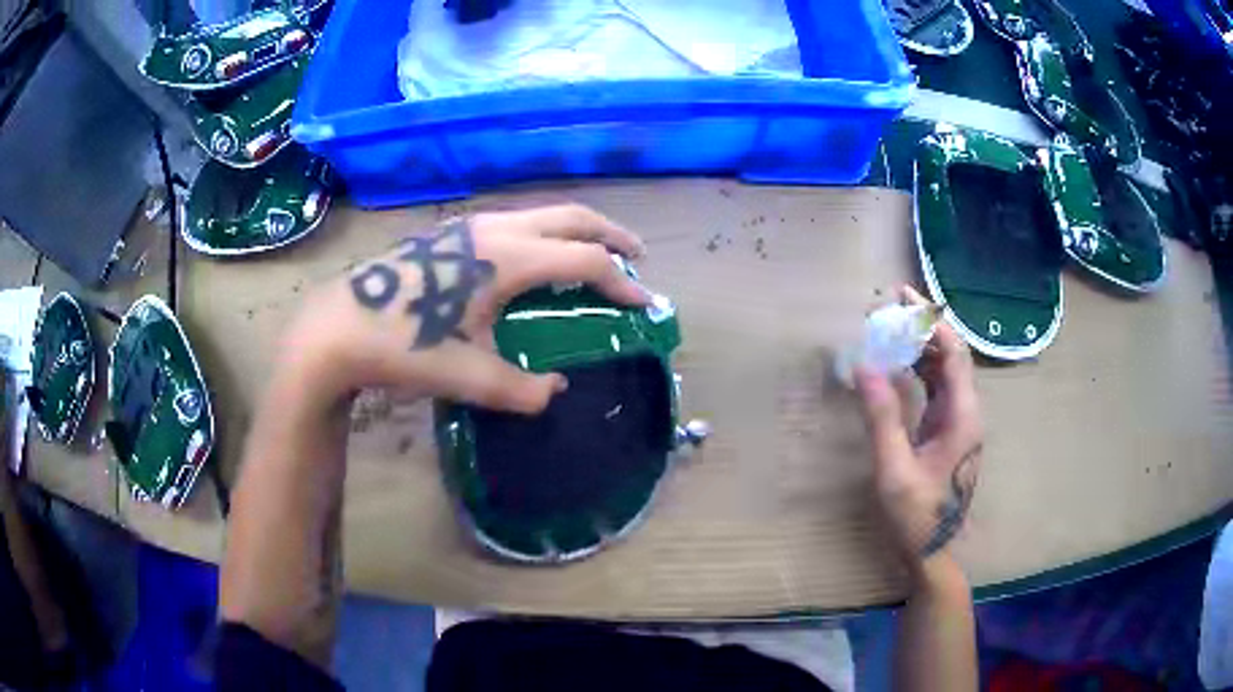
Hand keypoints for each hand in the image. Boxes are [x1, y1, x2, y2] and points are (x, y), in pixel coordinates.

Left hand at [283, 204, 649, 414]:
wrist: (337, 326)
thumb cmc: (403, 346)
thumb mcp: (468, 377)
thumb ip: (520, 390)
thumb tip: (554, 391)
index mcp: (507, 259)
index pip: (584, 261)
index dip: (621, 283)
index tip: (643, 304)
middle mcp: (494, 230)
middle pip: (571, 217)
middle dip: (610, 234)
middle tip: (636, 255)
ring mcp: (469, 227)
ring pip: (540, 214)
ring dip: (575, 231)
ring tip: (592, 254)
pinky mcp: (449, 234)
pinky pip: (515, 222)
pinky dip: (544, 234)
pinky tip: (535, 260)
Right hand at [855, 286, 982, 577]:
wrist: (933, 550)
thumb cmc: (916, 514)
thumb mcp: (894, 469)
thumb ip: (882, 418)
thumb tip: (865, 366)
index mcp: (962, 415)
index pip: (952, 352)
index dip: (930, 320)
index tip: (901, 296)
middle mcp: (966, 411)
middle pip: (949, 355)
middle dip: (921, 328)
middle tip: (885, 311)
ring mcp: (958, 421)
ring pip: (943, 371)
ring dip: (917, 347)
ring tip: (886, 331)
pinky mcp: (947, 431)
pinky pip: (935, 389)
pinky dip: (916, 371)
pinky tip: (895, 365)